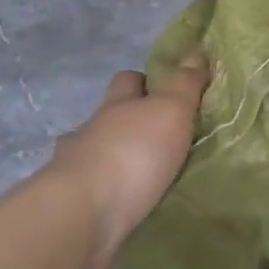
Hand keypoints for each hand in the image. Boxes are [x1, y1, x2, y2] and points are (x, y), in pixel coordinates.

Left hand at [40, 56, 209, 268]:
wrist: (81, 218)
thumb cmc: (132, 153)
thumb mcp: (170, 110)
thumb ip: (184, 84)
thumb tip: (197, 51)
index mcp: (116, 105)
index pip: (128, 80)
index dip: (145, 81)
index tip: (166, 90)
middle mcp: (90, 132)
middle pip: (108, 117)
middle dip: (128, 121)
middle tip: (160, 135)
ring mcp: (75, 170)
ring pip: (96, 154)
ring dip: (115, 160)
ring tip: (143, 175)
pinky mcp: (71, 208)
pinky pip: (93, 192)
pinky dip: (107, 194)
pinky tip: (124, 204)